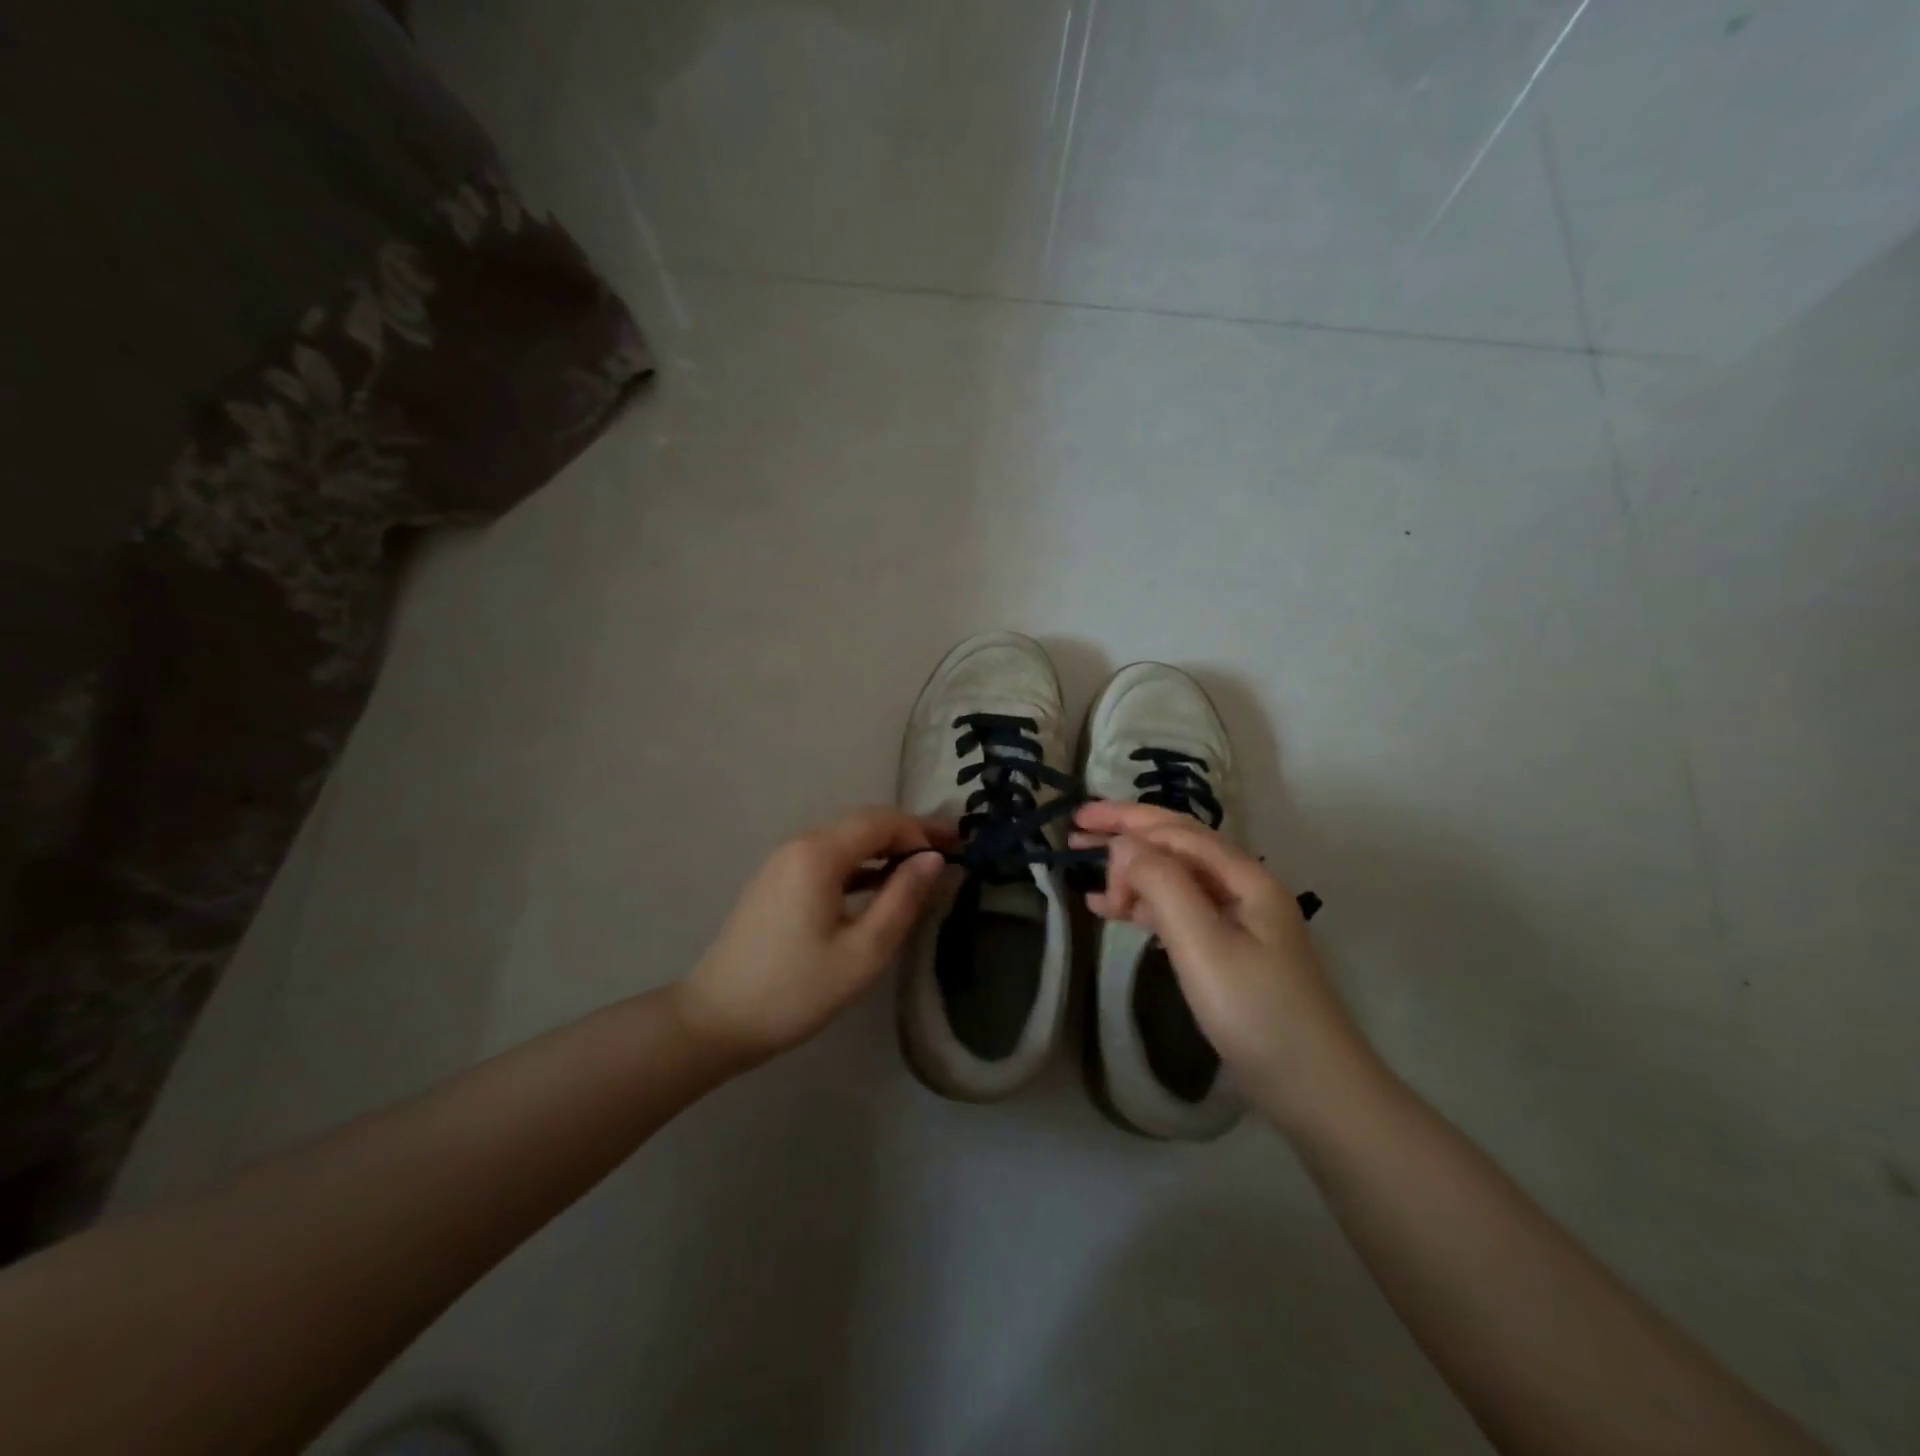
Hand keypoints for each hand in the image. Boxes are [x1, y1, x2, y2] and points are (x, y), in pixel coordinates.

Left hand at [673, 808, 951, 1069]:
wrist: (717, 1020)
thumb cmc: (796, 990)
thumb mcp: (863, 952)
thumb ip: (902, 899)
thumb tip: (933, 859)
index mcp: (819, 854)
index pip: (882, 822)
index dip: (922, 831)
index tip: (957, 850)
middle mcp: (799, 844)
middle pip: (863, 823)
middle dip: (907, 834)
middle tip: (948, 852)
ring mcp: (783, 861)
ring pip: (845, 840)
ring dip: (884, 849)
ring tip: (922, 868)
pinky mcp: (776, 881)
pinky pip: (827, 859)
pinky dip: (859, 865)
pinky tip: (879, 885)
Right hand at [1074, 802, 1377, 1127]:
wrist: (1314, 1089)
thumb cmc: (1257, 1012)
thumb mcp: (1204, 943)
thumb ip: (1162, 884)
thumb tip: (1125, 845)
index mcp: (1243, 876)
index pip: (1176, 831)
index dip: (1125, 822)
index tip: (1077, 829)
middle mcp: (1242, 888)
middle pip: (1176, 844)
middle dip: (1127, 831)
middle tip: (1076, 828)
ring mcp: (1237, 920)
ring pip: (1175, 877)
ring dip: (1131, 869)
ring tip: (1086, 875)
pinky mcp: (1229, 951)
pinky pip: (1179, 910)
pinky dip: (1144, 905)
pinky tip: (1115, 912)